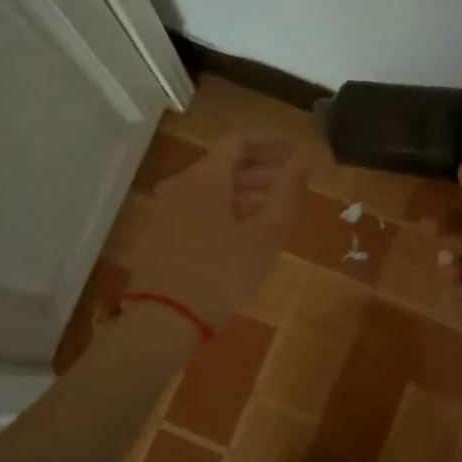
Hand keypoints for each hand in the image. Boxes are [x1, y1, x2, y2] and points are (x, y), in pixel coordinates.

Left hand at [125, 136, 307, 338]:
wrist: (164, 319)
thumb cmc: (222, 273)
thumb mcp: (265, 235)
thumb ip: (286, 194)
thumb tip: (300, 164)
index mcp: (205, 177)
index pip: (240, 142)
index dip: (271, 145)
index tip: (296, 155)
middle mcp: (181, 184)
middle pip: (226, 165)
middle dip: (262, 172)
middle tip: (292, 187)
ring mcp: (167, 209)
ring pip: (212, 188)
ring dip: (245, 193)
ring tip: (274, 213)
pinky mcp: (161, 232)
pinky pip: (199, 207)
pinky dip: (225, 210)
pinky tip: (244, 233)